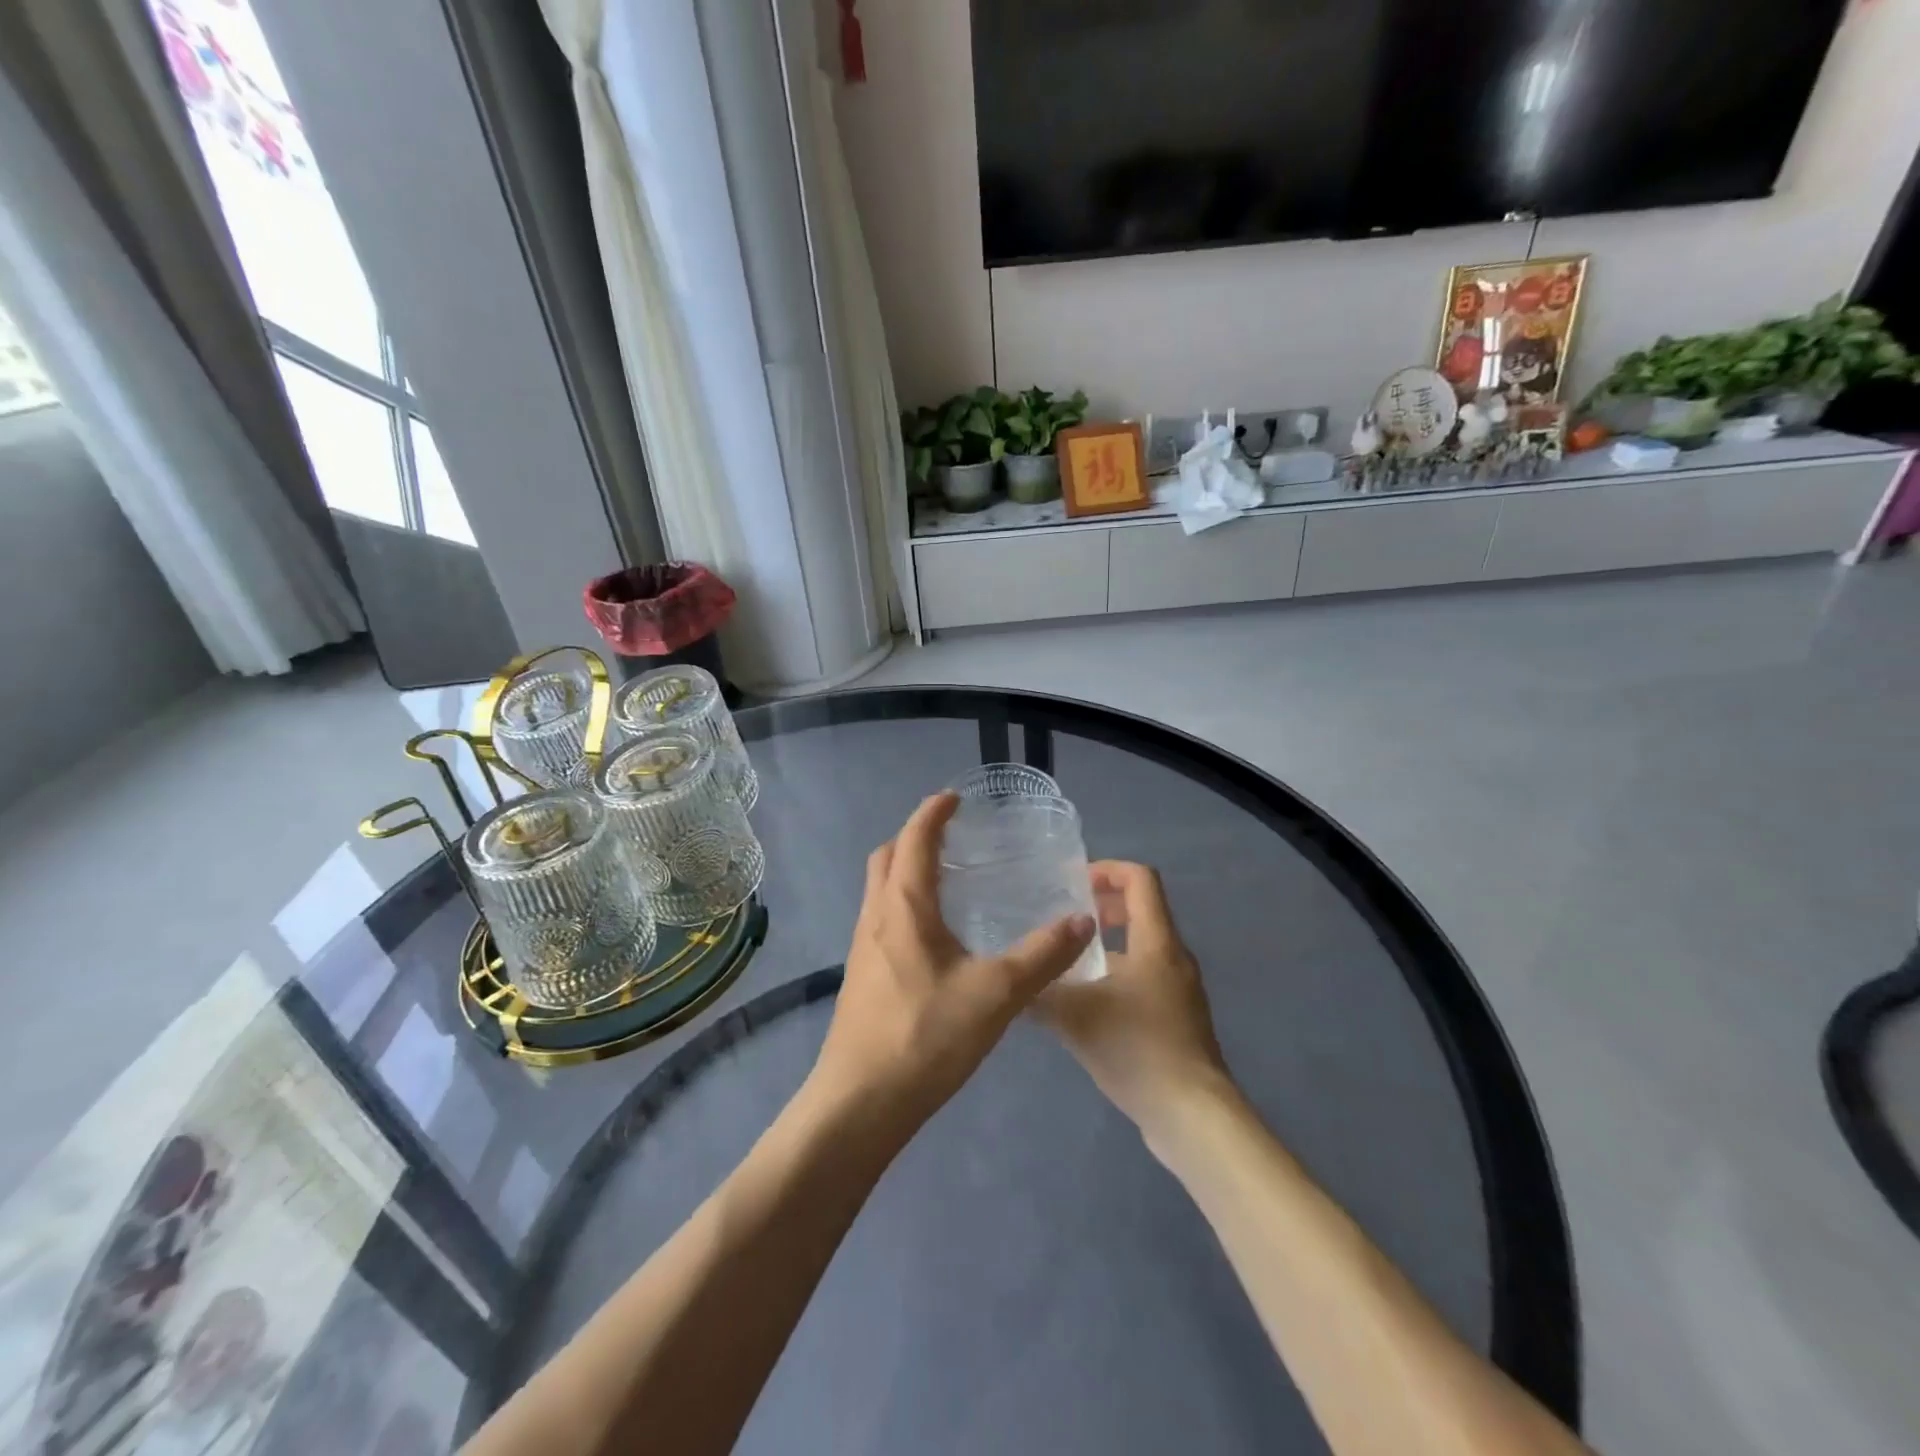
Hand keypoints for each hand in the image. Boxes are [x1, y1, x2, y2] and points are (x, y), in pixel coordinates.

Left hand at [808, 793, 1095, 1141]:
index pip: (915, 839)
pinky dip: (905, 904)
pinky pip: (882, 918)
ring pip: (881, 889)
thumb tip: (1081, 920)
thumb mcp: (996, 994)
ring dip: (907, 870)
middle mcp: (876, 916)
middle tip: (953, 836)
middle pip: (887, 857)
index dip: (933, 813)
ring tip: (950, 880)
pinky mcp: (862, 976)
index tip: (955, 797)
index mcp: (904, 906)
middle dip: (915, 836)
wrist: (860, 1103)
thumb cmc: (925, 1037)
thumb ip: (1042, 955)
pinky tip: (936, 936)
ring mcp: (863, 947)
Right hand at [1037, 862, 1233, 1141]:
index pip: (1140, 879)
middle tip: (1063, 922)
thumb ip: (1040, 991)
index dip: (1106, 869)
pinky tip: (1085, 1008)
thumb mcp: (1075, 1016)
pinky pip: (1145, 980)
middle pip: (1141, 911)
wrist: (1192, 1116)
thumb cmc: (1137, 1049)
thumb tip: (1012, 978)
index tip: (1071, 884)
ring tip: (1065, 966)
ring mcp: (1180, 991)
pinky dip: (1115, 978)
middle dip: (1101, 908)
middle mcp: (1174, 957)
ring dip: (1105, 948)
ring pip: (1141, 950)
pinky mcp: (1179, 1020)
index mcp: (1156, 942)